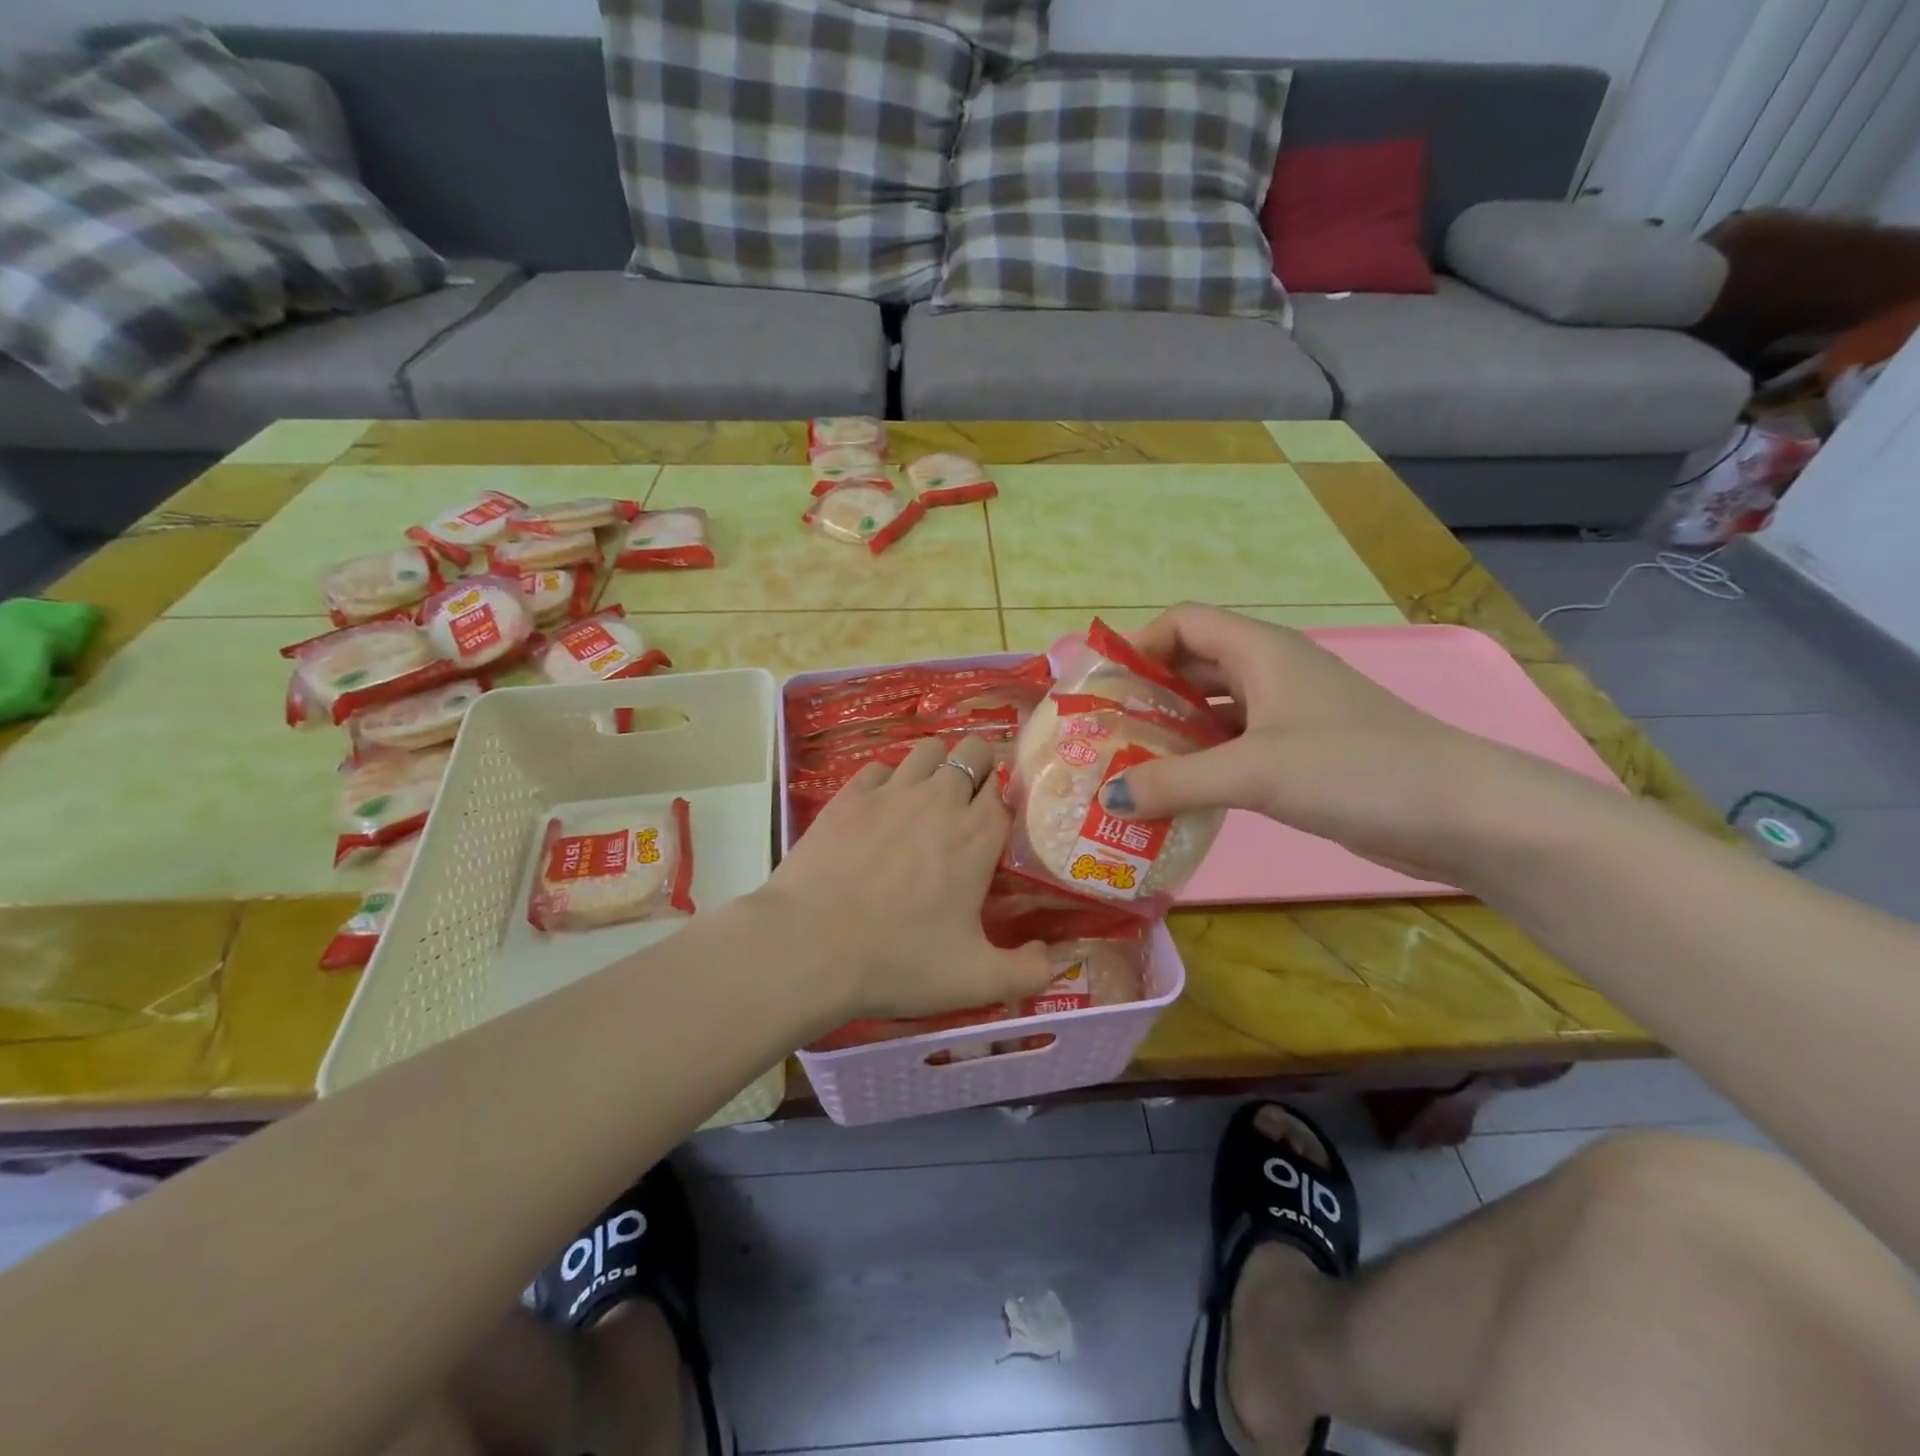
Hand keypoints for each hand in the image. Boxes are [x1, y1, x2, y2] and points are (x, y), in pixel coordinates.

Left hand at [758, 736, 1055, 1022]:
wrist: (809, 947)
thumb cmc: (898, 960)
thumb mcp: (975, 981)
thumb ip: (1027, 972)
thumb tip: (1053, 959)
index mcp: (977, 834)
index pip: (1006, 789)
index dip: (1005, 799)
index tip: (999, 821)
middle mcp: (940, 798)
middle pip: (973, 752)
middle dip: (978, 768)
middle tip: (966, 806)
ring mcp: (891, 791)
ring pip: (927, 749)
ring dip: (935, 766)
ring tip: (925, 800)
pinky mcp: (849, 795)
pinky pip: (879, 767)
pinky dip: (886, 781)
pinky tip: (878, 810)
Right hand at [1103, 604, 1576, 879]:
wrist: (1460, 813)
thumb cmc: (1354, 769)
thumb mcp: (1253, 771)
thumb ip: (1175, 782)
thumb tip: (1110, 795)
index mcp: (1261, 651)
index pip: (1185, 622)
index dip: (1140, 643)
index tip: (1104, 685)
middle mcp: (1272, 672)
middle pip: (1194, 664)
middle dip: (1148, 692)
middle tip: (1106, 731)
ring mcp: (1289, 714)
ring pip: (1213, 709)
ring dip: (1173, 731)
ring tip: (1130, 764)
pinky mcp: (1301, 752)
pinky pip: (1235, 745)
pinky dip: (1203, 761)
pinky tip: (1179, 792)